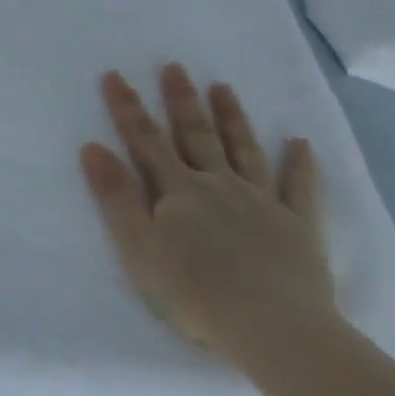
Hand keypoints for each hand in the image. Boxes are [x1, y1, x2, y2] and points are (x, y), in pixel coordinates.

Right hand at [81, 63, 334, 356]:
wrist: (275, 329)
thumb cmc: (195, 292)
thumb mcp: (138, 247)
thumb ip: (116, 196)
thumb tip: (92, 147)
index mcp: (178, 191)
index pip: (146, 140)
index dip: (127, 108)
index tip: (114, 74)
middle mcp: (219, 185)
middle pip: (196, 135)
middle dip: (182, 100)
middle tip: (175, 66)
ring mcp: (262, 202)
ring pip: (244, 150)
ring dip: (232, 118)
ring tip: (223, 86)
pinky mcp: (299, 226)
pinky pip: (301, 188)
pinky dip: (301, 164)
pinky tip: (300, 143)